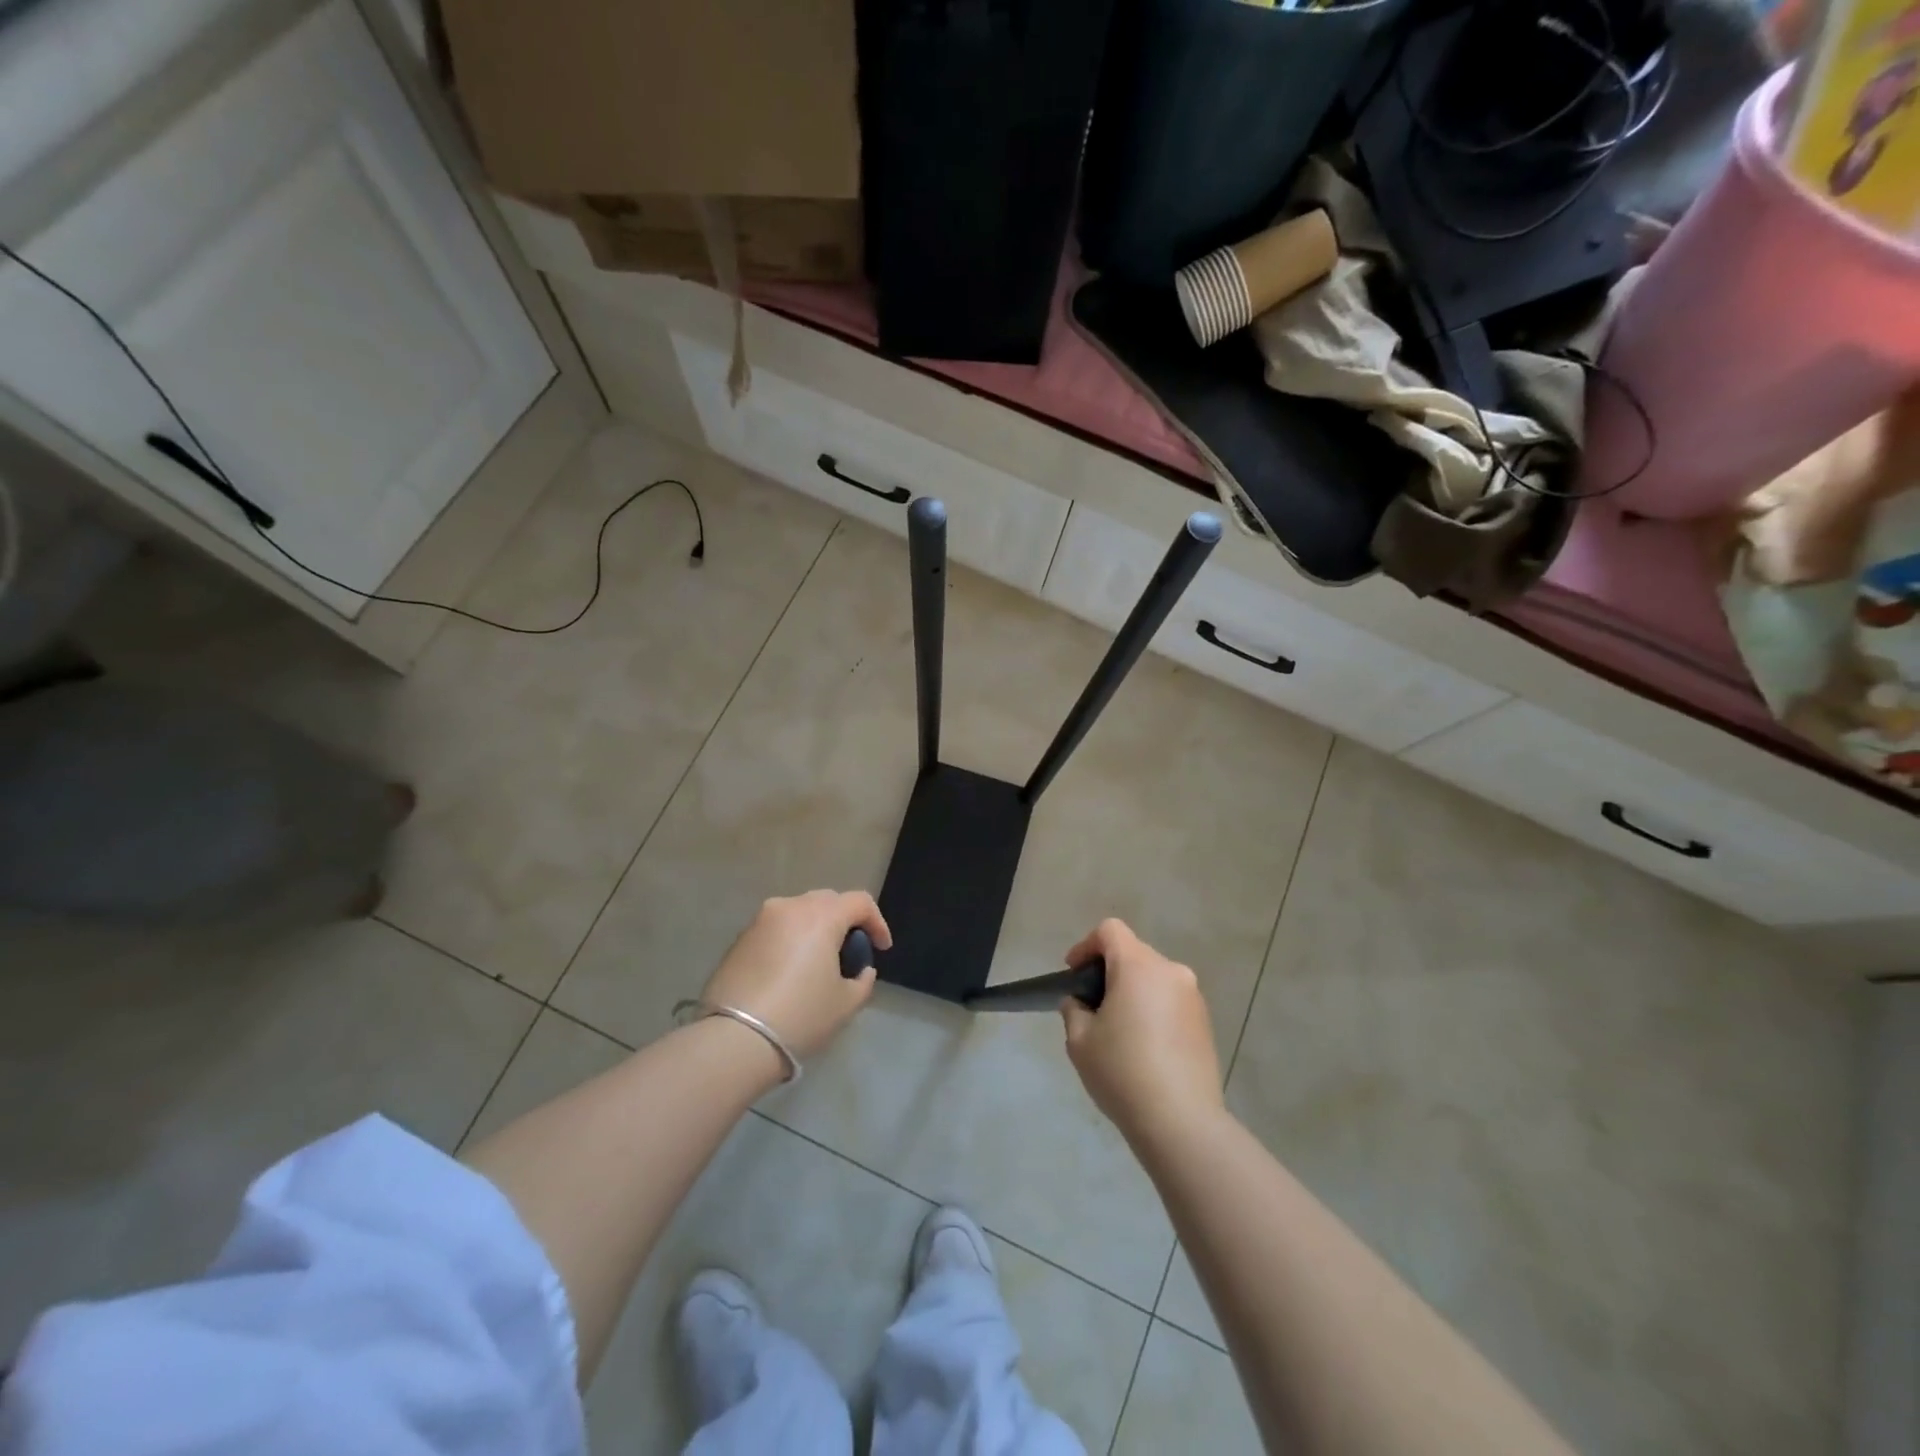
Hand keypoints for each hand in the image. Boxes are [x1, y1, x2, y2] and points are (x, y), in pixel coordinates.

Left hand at [702, 891, 890, 1061]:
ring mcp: (760, 921)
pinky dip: (790, 940)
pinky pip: (776, 929)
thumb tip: (861, 969)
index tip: (881, 949)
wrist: (734, 1039)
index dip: (877, 922)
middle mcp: (790, 907)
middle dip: (845, 920)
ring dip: (815, 928)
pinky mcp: (739, 939)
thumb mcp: (846, 1003)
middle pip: (828, 901)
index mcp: (821, 916)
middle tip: (850, 951)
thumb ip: (862, 980)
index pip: (860, 902)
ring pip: (799, 912)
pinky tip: (790, 971)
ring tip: (819, 961)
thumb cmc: (800, 1016)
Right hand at [1059, 919, 1223, 1144]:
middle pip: (1133, 953)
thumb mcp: (1079, 1040)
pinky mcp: (1205, 1023)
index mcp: (1138, 966)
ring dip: (1133, 991)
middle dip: (1109, 971)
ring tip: (1117, 1029)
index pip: (1110, 931)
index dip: (1086, 946)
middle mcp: (1170, 971)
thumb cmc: (1122, 1071)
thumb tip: (1081, 1003)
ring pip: (1153, 978)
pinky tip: (1143, 1046)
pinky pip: (1170, 1001)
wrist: (1181, 1122)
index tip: (1074, 975)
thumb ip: (1074, 1010)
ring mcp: (1193, 997)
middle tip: (1090, 1005)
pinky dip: (1152, 1010)